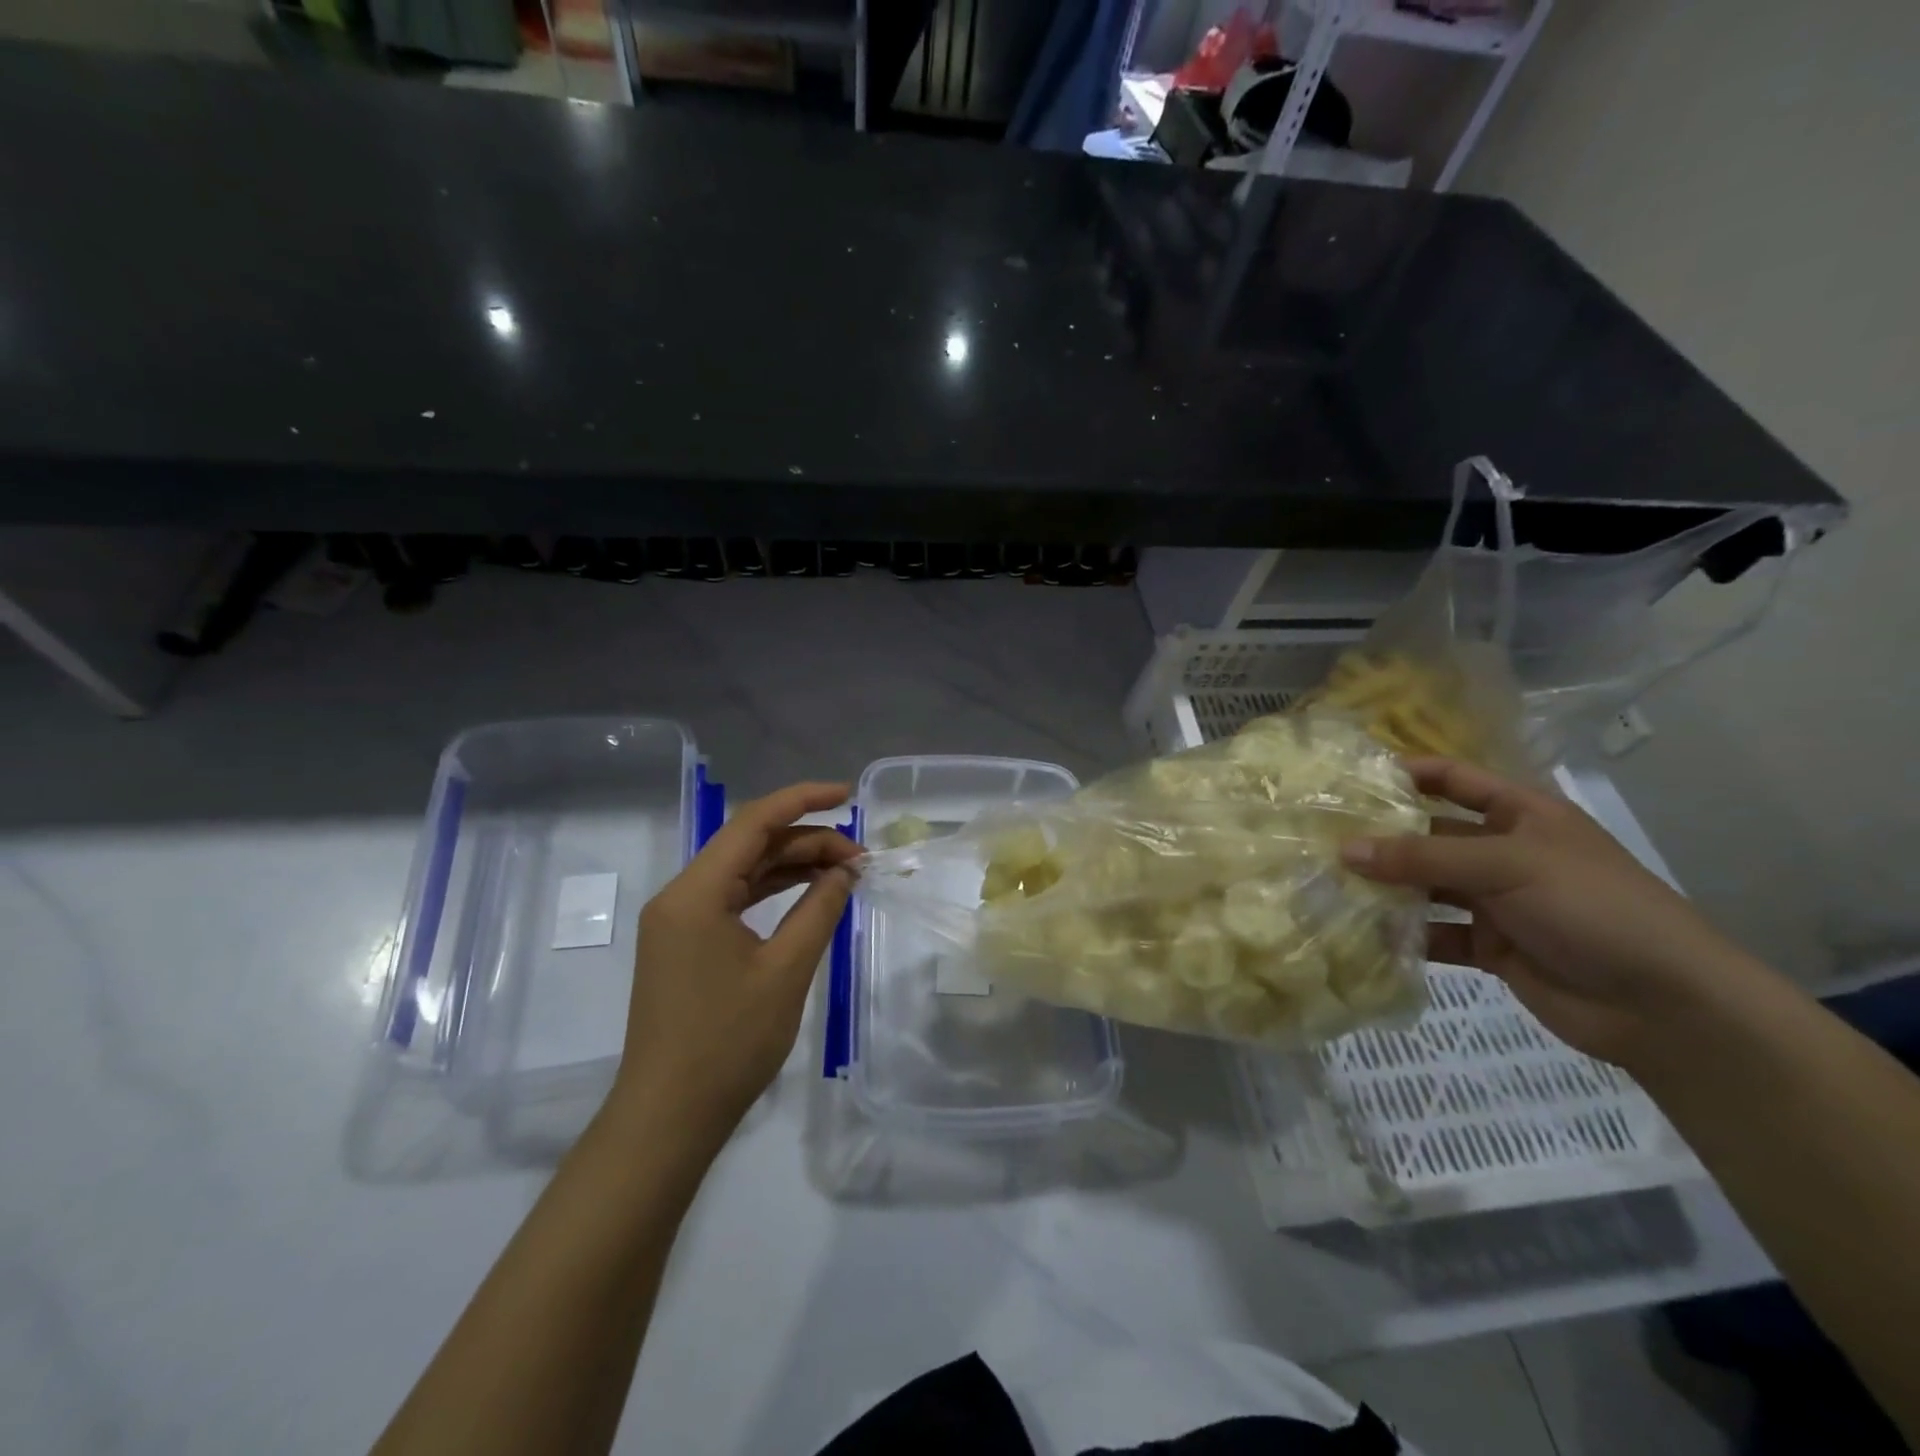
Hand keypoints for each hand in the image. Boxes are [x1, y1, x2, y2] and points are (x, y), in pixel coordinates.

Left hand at [612, 782, 860, 1142]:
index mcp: (695, 892)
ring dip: (792, 866)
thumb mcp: (786, 970)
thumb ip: (820, 910)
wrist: (668, 1117)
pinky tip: (809, 895)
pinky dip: (772, 892)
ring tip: (844, 871)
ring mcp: (679, 922)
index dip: (803, 800)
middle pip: (750, 845)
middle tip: (859, 859)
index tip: (848, 795)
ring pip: (743, 872)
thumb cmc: (729, 1042)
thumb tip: (846, 871)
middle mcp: (680, 896)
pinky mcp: (684, 945)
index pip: (754, 823)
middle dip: (807, 842)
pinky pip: (733, 900)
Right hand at [1341, 758, 1759, 1066]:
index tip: (1350, 780)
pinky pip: (1435, 933)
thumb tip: (1344, 849)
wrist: (1666, 1006)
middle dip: (1382, 837)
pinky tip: (1365, 934)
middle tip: (1320, 839)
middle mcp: (1504, 852)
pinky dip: (1404, 935)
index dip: (1407, 774)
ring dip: (1387, 888)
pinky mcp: (1490, 946)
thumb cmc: (1593, 908)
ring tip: (1329, 885)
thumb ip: (1423, 858)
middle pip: (1430, 835)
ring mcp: (1497, 901)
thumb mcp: (1508, 866)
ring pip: (1427, 886)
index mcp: (1521, 815)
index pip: (1454, 780)